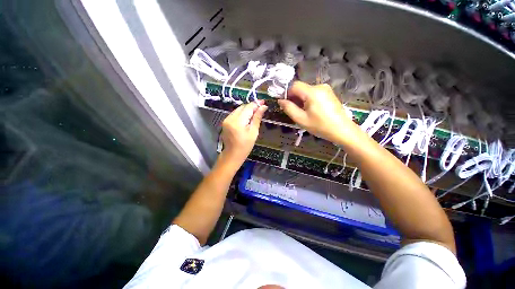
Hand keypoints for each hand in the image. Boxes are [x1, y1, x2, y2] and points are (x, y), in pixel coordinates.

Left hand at [219, 101, 266, 166]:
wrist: (232, 154)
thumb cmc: (245, 146)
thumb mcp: (253, 132)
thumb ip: (257, 118)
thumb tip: (263, 107)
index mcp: (238, 121)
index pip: (248, 107)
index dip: (256, 104)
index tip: (264, 103)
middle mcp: (230, 118)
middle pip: (242, 107)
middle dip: (251, 107)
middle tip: (260, 109)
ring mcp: (226, 119)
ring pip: (238, 109)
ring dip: (246, 110)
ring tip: (254, 114)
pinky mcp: (225, 121)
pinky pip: (235, 114)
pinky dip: (241, 114)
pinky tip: (246, 119)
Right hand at [278, 81, 354, 142]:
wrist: (342, 130)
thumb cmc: (320, 126)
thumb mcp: (301, 119)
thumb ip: (289, 108)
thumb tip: (280, 100)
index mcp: (312, 92)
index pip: (294, 85)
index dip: (287, 94)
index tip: (285, 105)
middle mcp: (319, 86)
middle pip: (301, 88)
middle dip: (294, 98)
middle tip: (294, 111)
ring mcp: (326, 89)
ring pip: (307, 91)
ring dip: (301, 100)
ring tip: (303, 113)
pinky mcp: (329, 93)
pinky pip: (314, 93)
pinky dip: (309, 100)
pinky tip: (311, 110)